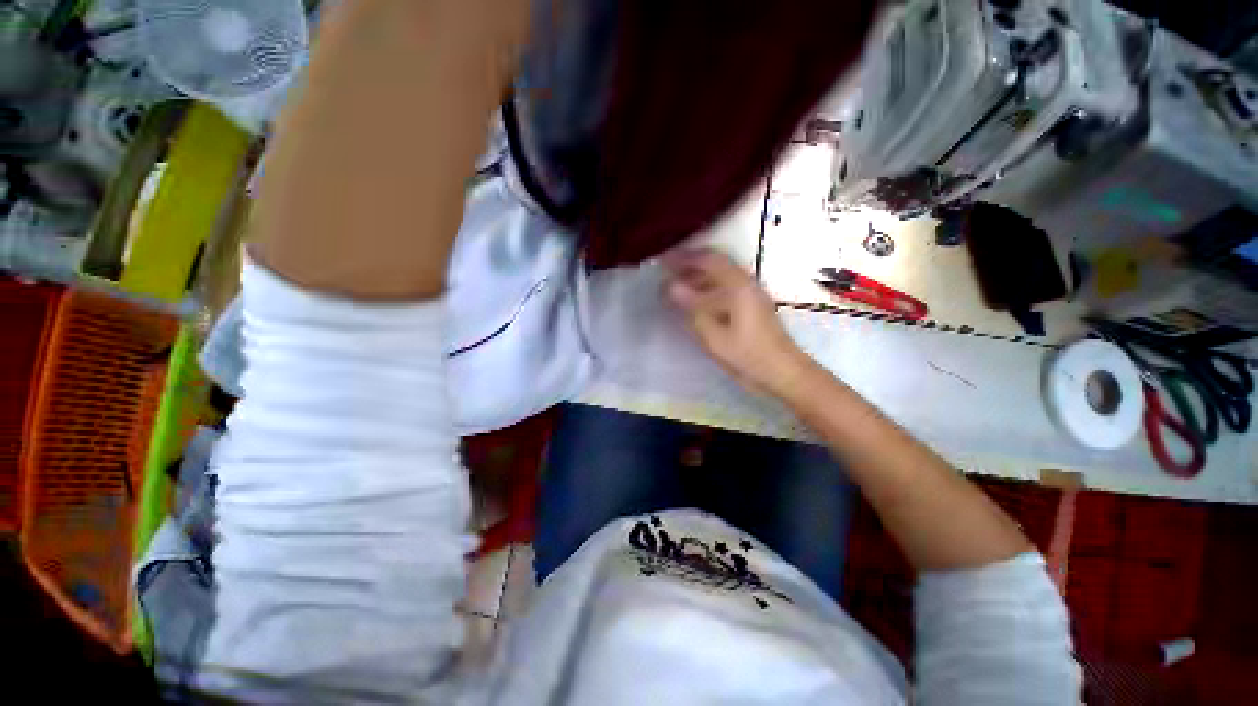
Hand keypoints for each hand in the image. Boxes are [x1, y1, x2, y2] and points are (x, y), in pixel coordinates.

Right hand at [664, 248, 810, 395]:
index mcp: (738, 286)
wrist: (783, 372)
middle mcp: (747, 283)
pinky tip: (696, 301)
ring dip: (698, 276)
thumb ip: (692, 308)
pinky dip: (708, 288)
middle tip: (667, 271)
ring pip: (721, 275)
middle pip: (716, 263)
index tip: (663, 260)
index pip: (708, 260)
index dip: (684, 257)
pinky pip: (726, 287)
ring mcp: (751, 293)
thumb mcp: (714, 336)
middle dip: (690, 264)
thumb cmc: (747, 355)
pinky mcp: (753, 305)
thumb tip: (671, 286)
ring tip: (677, 285)